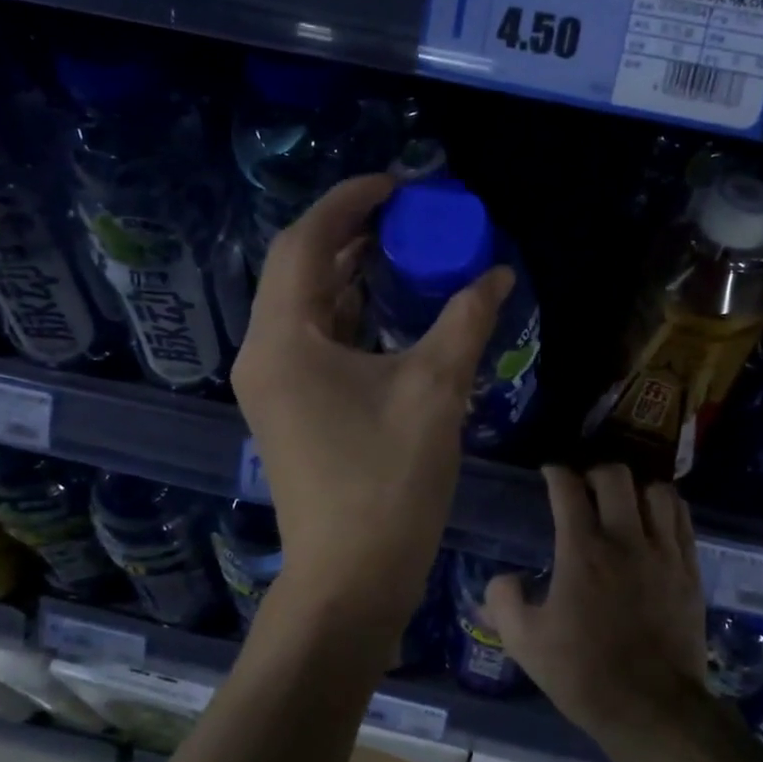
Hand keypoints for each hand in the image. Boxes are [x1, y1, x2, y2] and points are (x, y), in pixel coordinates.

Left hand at [233, 174, 513, 629]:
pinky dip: (351, 315)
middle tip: (407, 215)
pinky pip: (315, 340)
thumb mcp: (435, 391)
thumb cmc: (388, 481)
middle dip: (351, 233)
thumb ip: (465, 321)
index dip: (349, 203)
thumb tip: (497, 275)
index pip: (305, 242)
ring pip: (307, 306)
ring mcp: (274, 384)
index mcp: (284, 339)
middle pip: (301, 269)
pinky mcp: (291, 408)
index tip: (398, 185)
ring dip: (351, 274)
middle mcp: (265, 353)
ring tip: (404, 250)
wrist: (352, 577)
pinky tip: (391, 310)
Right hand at [483, 465, 706, 740]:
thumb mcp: (524, 642)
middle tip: (584, 489)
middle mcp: (625, 540)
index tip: (549, 474)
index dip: (555, 473)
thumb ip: (503, 601)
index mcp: (582, 551)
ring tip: (623, 504)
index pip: (568, 488)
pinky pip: (682, 519)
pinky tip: (654, 520)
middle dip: (594, 473)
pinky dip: (666, 508)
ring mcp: (664, 553)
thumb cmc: (583, 673)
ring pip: (656, 491)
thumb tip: (503, 579)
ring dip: (635, 489)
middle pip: (615, 476)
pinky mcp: (690, 570)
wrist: (651, 708)